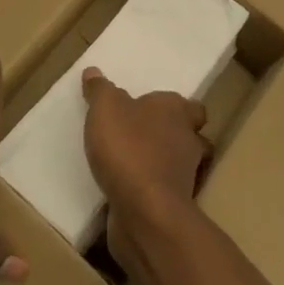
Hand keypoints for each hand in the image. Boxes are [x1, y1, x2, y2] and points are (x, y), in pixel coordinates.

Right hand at [81, 66, 208, 283]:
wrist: (145, 212)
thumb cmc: (129, 148)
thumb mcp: (106, 109)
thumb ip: (100, 90)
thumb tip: (93, 71)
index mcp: (176, 111)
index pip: (190, 106)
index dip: (176, 108)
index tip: (154, 110)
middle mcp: (188, 141)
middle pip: (190, 135)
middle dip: (172, 136)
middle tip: (144, 136)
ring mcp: (185, 178)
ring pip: (180, 166)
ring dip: (163, 165)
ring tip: (134, 164)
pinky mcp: (175, 208)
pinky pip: (165, 194)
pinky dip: (152, 191)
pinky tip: (129, 191)